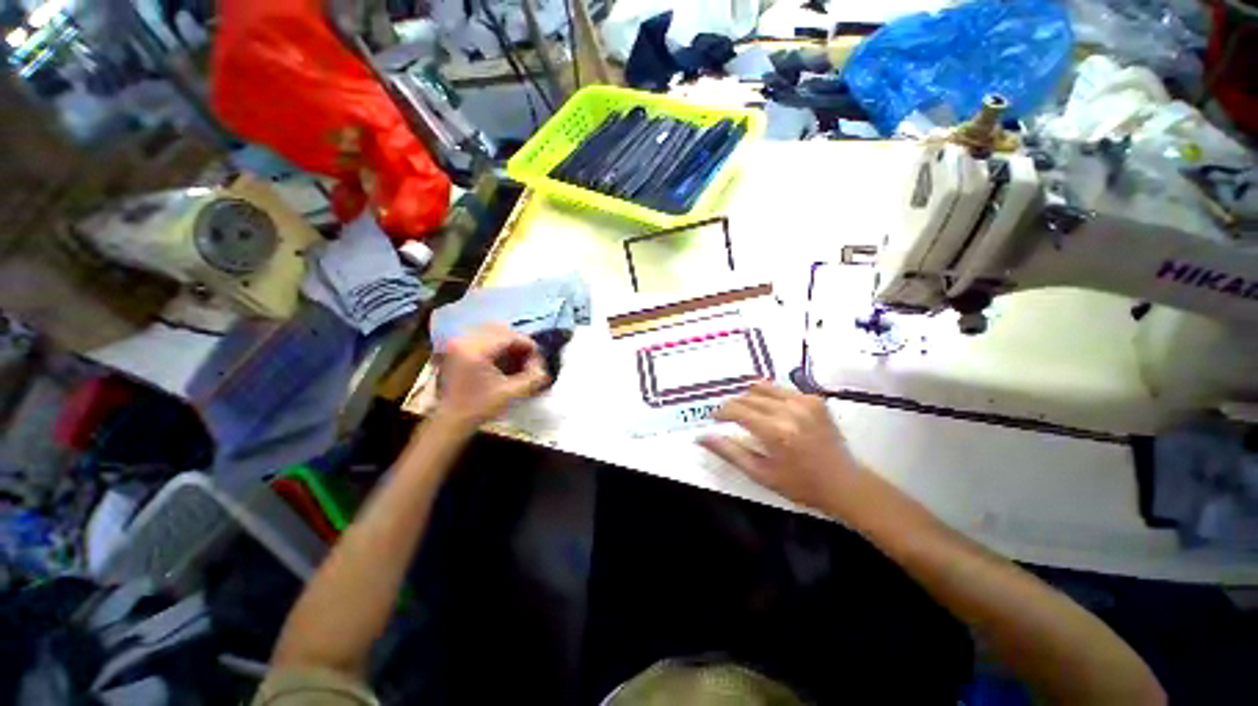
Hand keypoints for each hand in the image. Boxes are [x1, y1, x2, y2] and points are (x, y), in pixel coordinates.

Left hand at [435, 325, 550, 428]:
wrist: (451, 420)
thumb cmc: (480, 407)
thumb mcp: (511, 393)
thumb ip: (532, 377)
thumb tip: (543, 367)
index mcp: (476, 349)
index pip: (510, 336)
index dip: (528, 345)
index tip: (538, 359)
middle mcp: (465, 340)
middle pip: (501, 330)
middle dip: (518, 342)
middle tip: (529, 358)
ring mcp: (458, 342)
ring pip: (491, 331)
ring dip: (508, 342)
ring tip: (518, 358)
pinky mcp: (456, 348)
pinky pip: (481, 337)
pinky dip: (496, 344)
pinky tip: (504, 359)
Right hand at [699, 382, 869, 514]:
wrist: (844, 483)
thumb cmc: (799, 484)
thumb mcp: (760, 473)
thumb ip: (729, 452)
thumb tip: (702, 437)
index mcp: (776, 432)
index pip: (737, 410)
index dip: (721, 412)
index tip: (715, 418)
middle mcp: (790, 411)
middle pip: (748, 396)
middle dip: (734, 405)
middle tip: (730, 418)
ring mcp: (805, 401)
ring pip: (763, 387)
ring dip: (750, 397)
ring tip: (748, 411)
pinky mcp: (814, 399)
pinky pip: (781, 389)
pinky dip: (770, 396)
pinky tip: (771, 410)